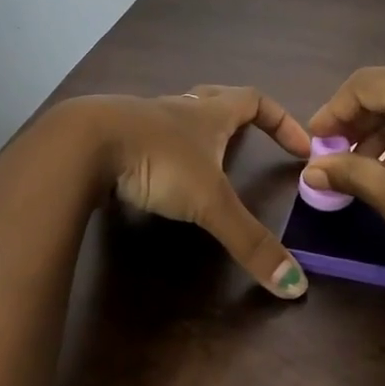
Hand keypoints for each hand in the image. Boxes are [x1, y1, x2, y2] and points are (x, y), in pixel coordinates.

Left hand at [50, 86, 312, 298]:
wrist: (83, 144)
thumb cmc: (158, 160)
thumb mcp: (209, 202)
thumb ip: (249, 241)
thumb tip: (296, 286)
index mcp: (209, 113)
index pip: (256, 101)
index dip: (282, 120)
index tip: (301, 146)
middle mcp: (180, 108)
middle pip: (216, 99)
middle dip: (238, 118)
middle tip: (250, 142)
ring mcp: (144, 119)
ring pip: (179, 117)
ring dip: (197, 134)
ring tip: (205, 164)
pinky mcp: (115, 136)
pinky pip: (148, 137)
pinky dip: (161, 152)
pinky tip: (154, 178)